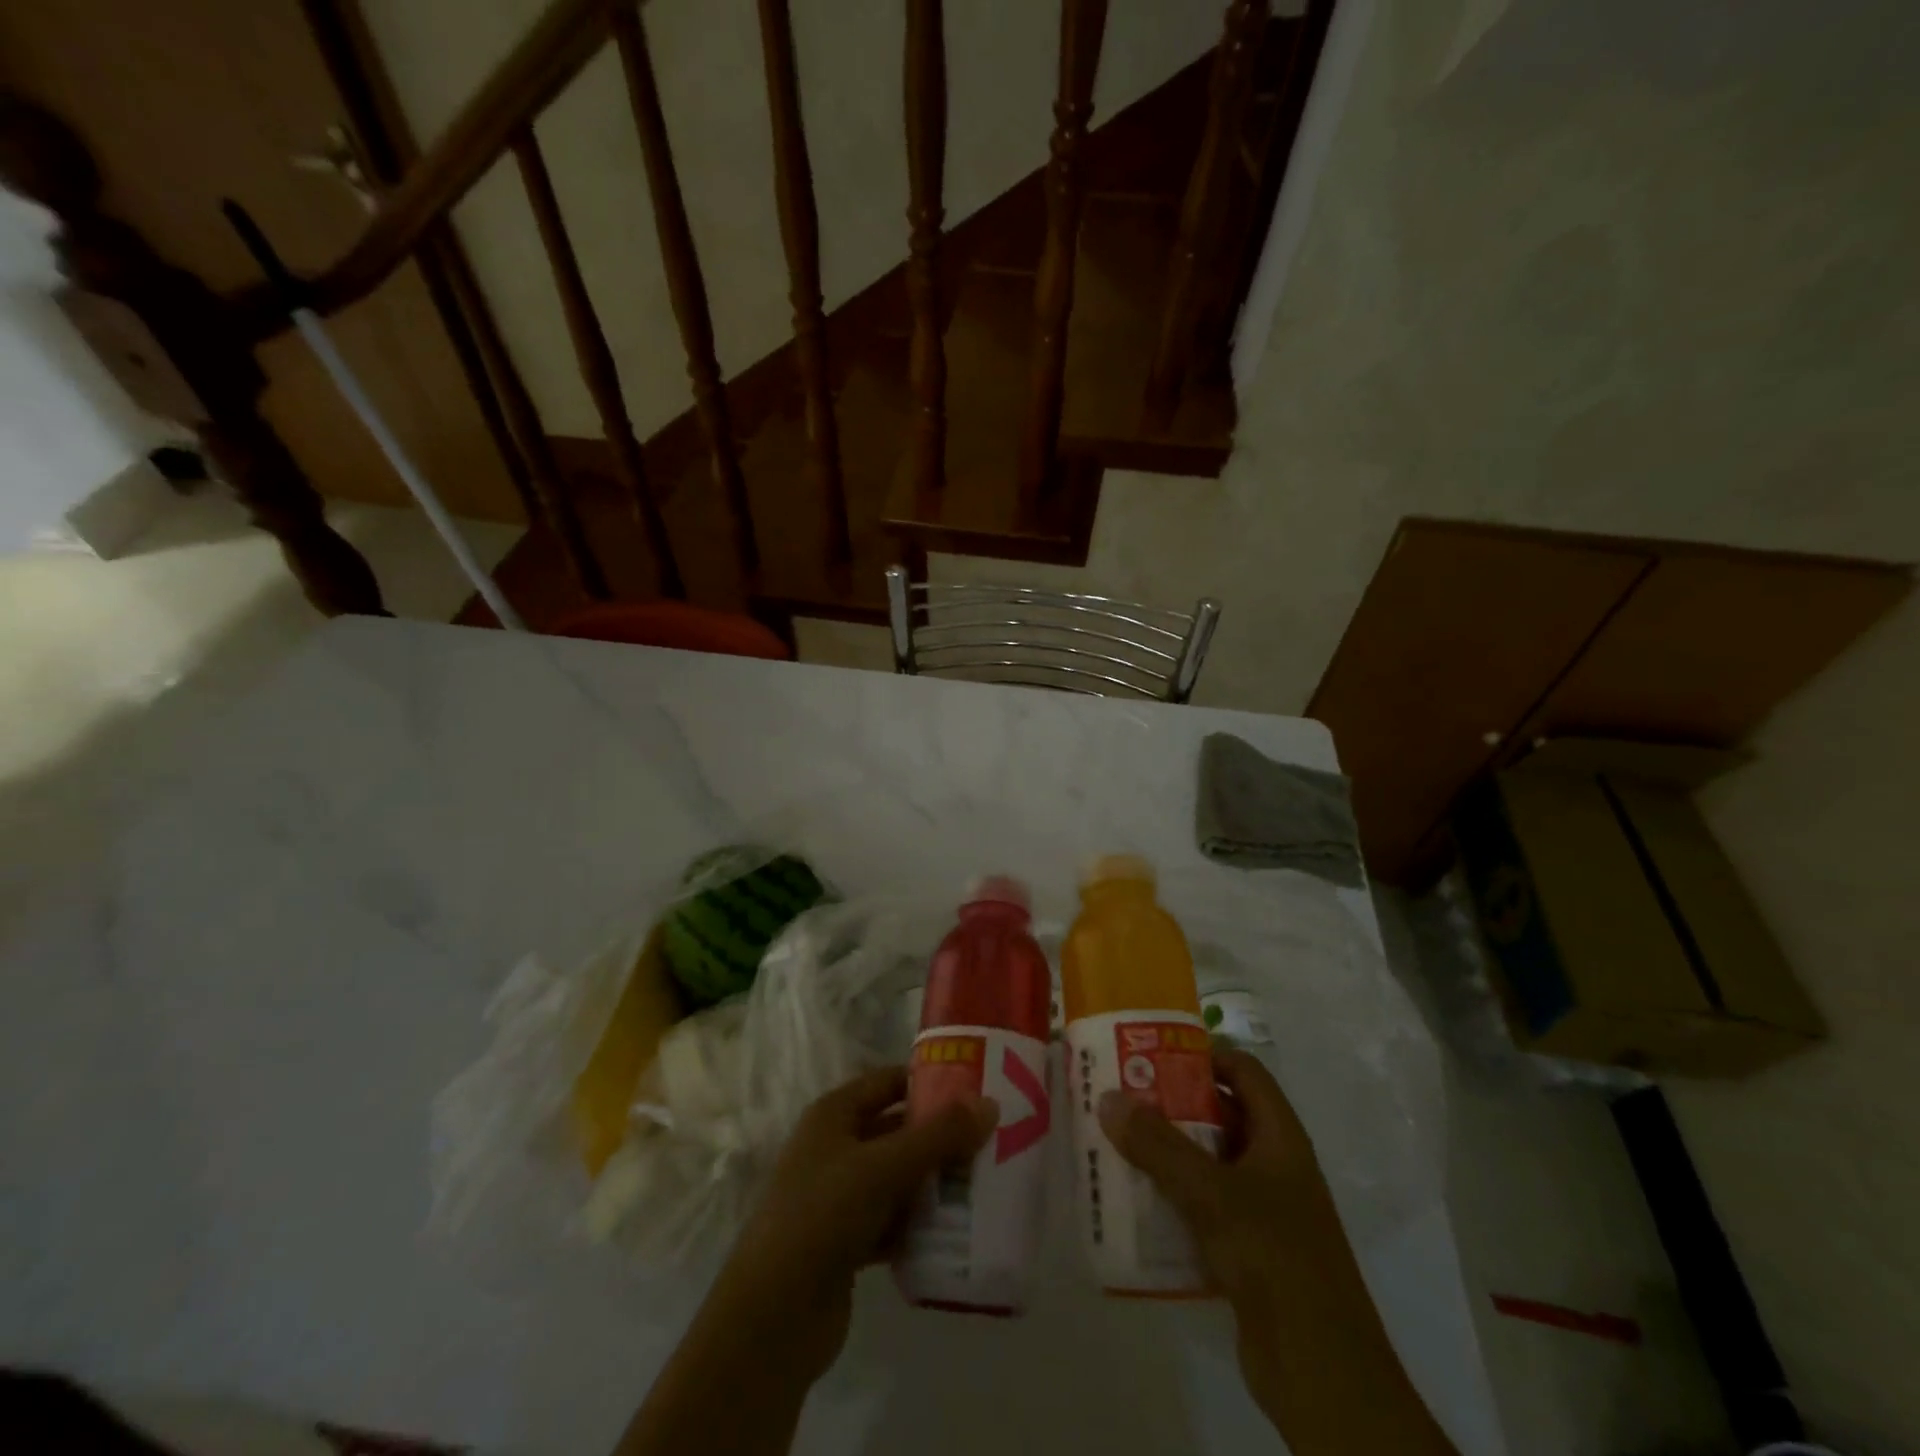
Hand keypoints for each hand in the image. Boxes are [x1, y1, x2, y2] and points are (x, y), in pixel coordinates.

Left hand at [714, 1066, 997, 1380]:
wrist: (772, 1318)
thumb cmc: (824, 1215)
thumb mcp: (885, 1167)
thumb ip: (939, 1136)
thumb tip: (989, 1104)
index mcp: (833, 1114)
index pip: (888, 1082)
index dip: (929, 1082)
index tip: (975, 1090)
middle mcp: (834, 1147)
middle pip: (896, 1131)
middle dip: (939, 1137)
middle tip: (989, 1140)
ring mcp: (837, 1197)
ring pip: (896, 1178)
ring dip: (932, 1183)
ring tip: (983, 1185)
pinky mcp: (845, 1243)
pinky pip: (891, 1221)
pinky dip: (917, 1225)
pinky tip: (955, 1232)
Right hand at [1099, 1050, 1455, 1454]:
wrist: (1322, 1374)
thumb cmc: (1275, 1259)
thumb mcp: (1212, 1194)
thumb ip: (1159, 1146)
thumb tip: (1109, 1098)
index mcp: (1280, 1138)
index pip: (1244, 1071)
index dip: (1203, 1055)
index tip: (1151, 1053)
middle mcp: (1274, 1165)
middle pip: (1220, 1115)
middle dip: (1172, 1104)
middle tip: (1120, 1095)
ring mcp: (1262, 1210)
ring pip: (1208, 1163)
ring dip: (1166, 1153)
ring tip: (1115, 1141)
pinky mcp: (1247, 1251)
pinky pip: (1203, 1208)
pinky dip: (1171, 1198)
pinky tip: (1132, 1200)